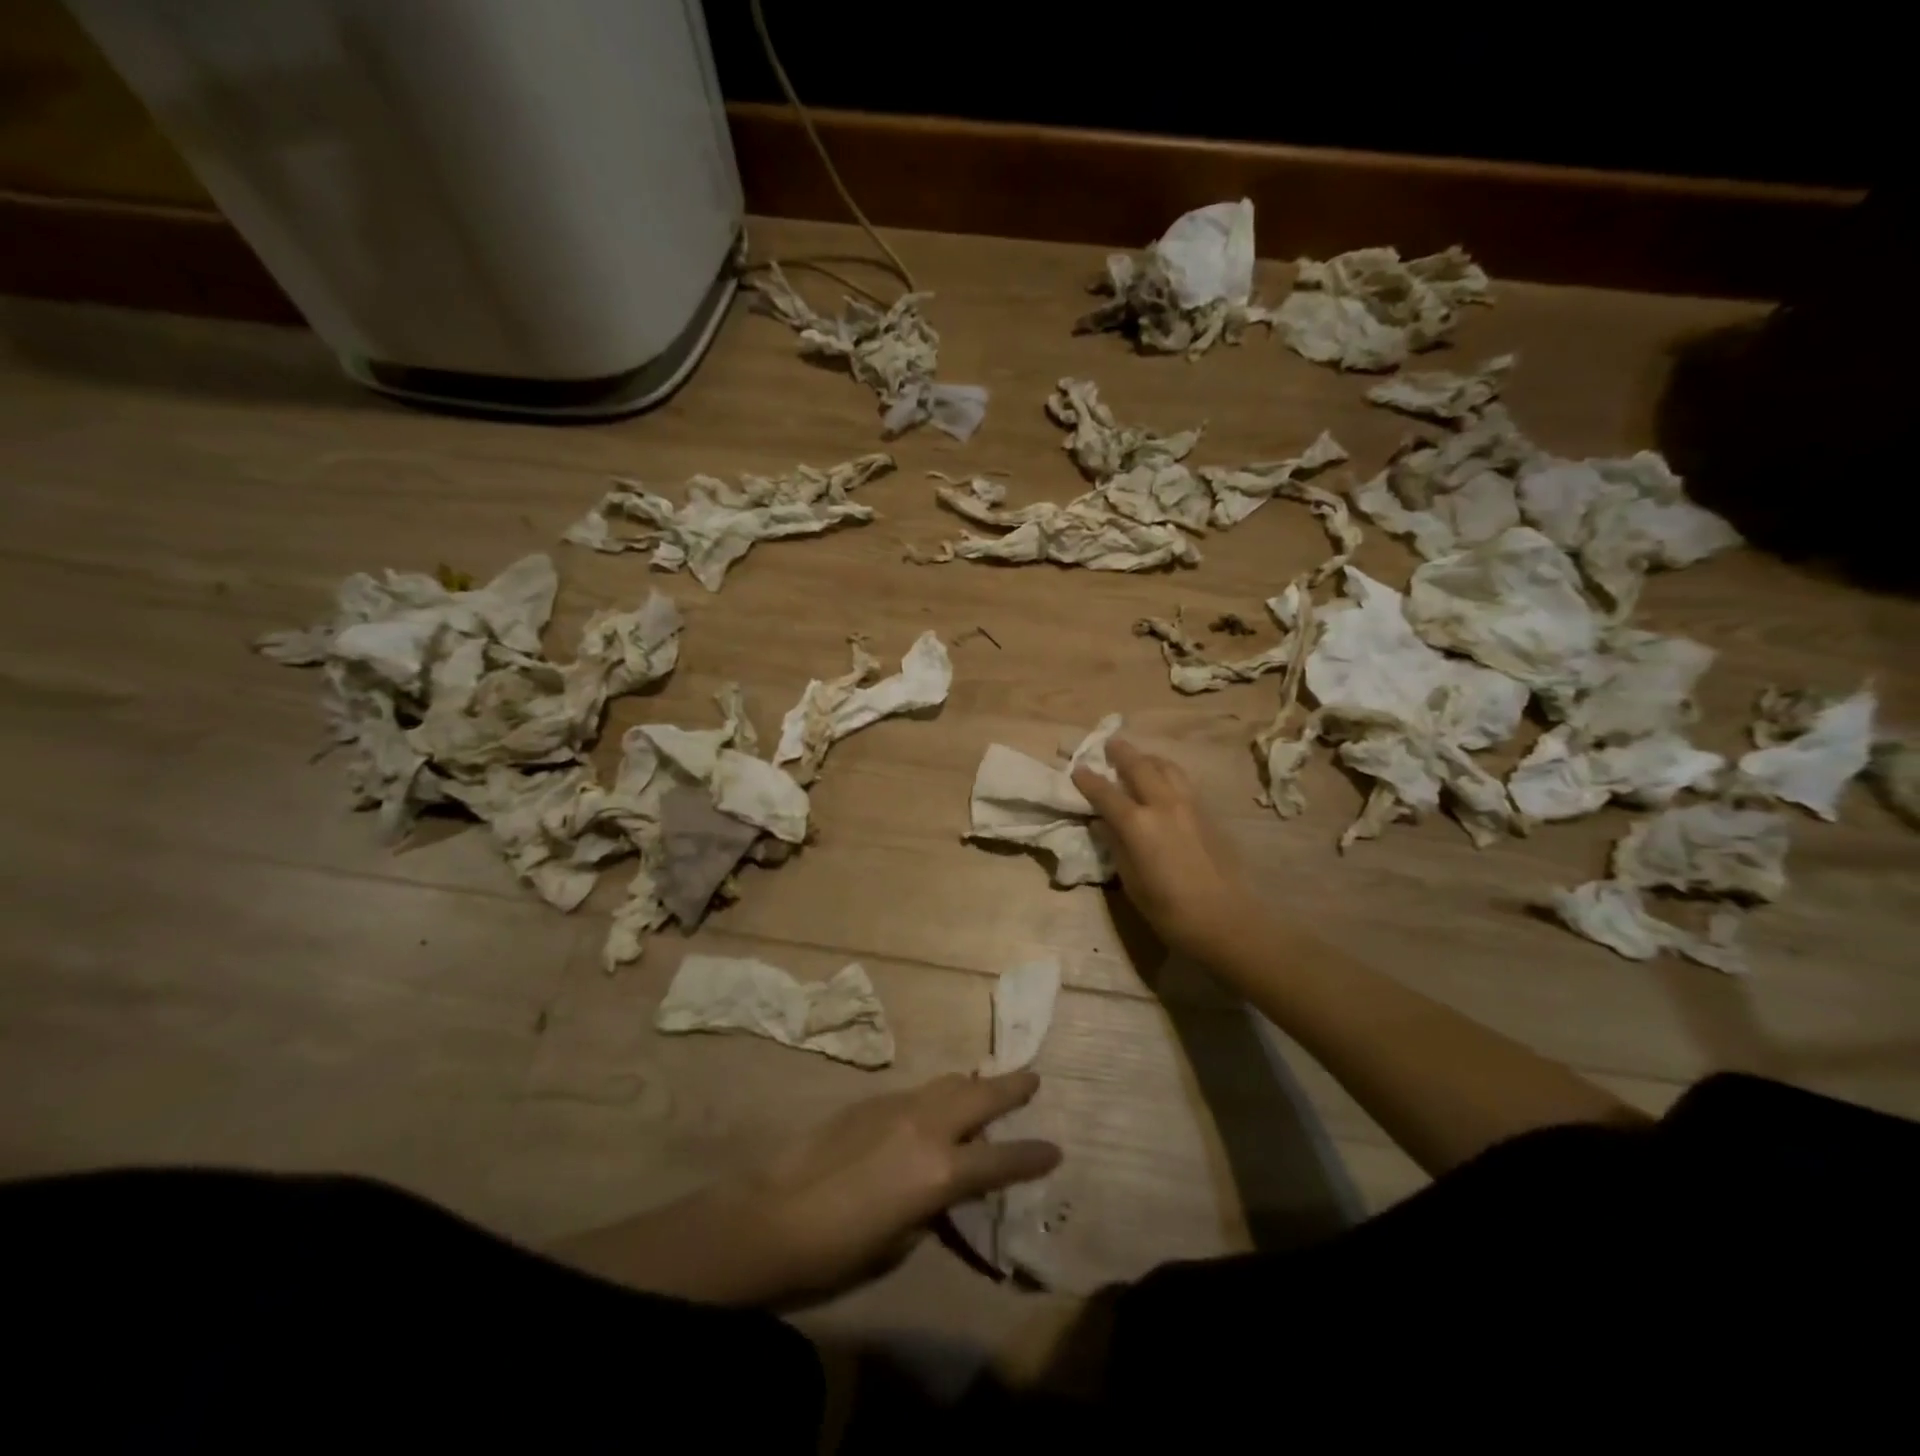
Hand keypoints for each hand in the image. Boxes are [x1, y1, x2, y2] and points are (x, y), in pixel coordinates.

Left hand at [555, 1072, 1059, 1309]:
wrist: (773, 1215)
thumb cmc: (840, 1249)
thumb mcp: (901, 1241)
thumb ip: (933, 1206)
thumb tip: (944, 1187)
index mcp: (942, 1172)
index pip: (1002, 1160)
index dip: (1032, 1156)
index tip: (1055, 1149)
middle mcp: (928, 1128)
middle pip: (982, 1098)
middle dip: (1012, 1088)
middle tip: (1033, 1078)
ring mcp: (898, 1107)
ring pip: (948, 1084)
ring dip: (972, 1085)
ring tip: (986, 1086)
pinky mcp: (871, 1100)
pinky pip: (918, 1092)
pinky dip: (937, 1095)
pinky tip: (933, 1107)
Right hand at [1073, 738, 1260, 962]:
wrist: (1227, 920)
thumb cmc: (1170, 911)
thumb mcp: (1131, 882)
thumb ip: (1116, 846)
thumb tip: (1103, 824)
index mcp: (1137, 824)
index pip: (1105, 793)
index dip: (1088, 780)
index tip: (1077, 769)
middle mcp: (1163, 805)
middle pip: (1139, 766)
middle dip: (1121, 753)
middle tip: (1109, 744)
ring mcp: (1189, 805)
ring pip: (1166, 767)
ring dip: (1148, 758)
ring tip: (1139, 758)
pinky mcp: (1208, 813)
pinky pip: (1183, 780)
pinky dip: (1168, 772)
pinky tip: (1165, 780)